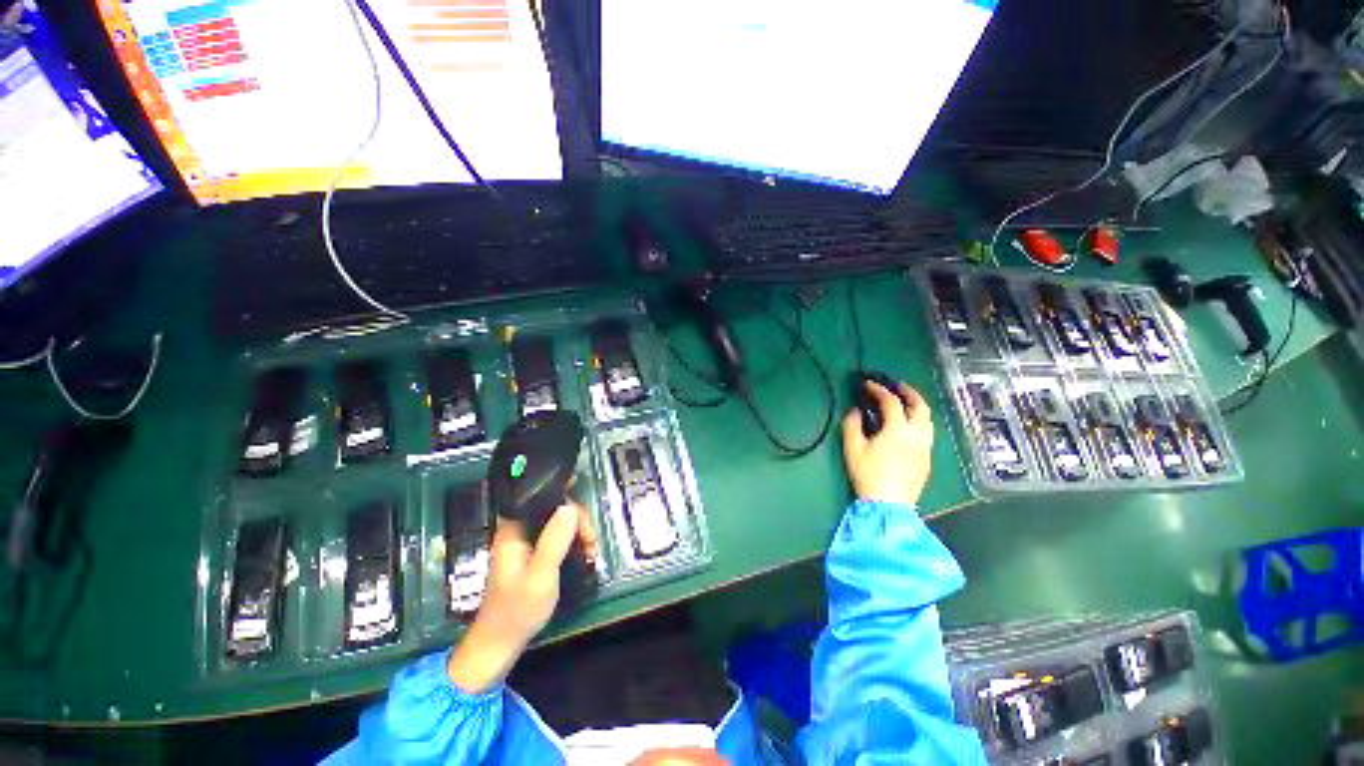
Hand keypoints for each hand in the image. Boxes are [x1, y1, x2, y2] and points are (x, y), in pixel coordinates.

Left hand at [447, 503, 598, 692]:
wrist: (498, 646)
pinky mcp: (532, 556)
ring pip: (559, 524)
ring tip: (591, 554)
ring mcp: (526, 544)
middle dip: (578, 522)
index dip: (568, 501)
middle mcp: (519, 530)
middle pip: (555, 509)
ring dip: (578, 534)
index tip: (585, 521)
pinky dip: (573, 544)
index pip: (544, 497)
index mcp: (514, 529)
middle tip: (591, 544)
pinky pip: (557, 538)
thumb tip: (570, 507)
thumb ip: (554, 540)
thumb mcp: (540, 575)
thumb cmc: (517, 610)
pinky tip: (584, 557)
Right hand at [842, 380, 933, 505]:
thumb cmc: (869, 475)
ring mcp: (926, 447)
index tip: (868, 384)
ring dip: (917, 406)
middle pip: (920, 406)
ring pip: (927, 419)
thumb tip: (856, 411)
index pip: (892, 402)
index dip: (879, 390)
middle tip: (896, 385)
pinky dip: (919, 420)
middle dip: (908, 392)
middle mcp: (917, 435)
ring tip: (904, 402)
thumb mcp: (853, 449)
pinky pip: (927, 432)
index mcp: (898, 430)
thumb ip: (852, 425)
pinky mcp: (927, 458)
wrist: (889, 504)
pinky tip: (908, 426)